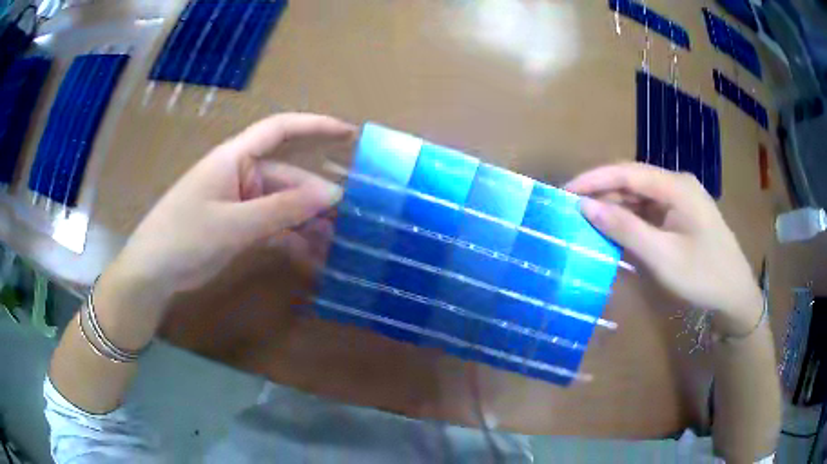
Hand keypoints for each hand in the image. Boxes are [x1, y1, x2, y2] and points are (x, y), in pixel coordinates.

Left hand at [103, 113, 355, 309]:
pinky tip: (311, 256)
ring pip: (283, 206)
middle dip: (317, 196)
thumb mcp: (235, 224)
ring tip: (337, 242)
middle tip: (352, 218)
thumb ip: (283, 209)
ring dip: (307, 222)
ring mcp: (240, 202)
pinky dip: (291, 239)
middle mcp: (241, 175)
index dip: (315, 126)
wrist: (152, 273)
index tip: (349, 134)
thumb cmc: (184, 237)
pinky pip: (272, 227)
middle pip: (287, 177)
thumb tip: (333, 194)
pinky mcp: (238, 227)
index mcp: (235, 158)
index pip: (279, 129)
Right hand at [566, 163, 761, 332]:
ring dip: (616, 206)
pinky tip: (618, 230)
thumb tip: (586, 207)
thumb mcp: (663, 256)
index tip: (564, 191)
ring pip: (641, 195)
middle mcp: (678, 184)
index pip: (628, 172)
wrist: (736, 295)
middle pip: (633, 181)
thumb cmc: (703, 276)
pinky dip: (631, 218)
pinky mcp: (683, 215)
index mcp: (676, 186)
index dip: (594, 179)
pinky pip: (651, 210)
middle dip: (603, 192)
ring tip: (589, 220)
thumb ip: (625, 229)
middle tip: (572, 209)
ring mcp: (682, 200)